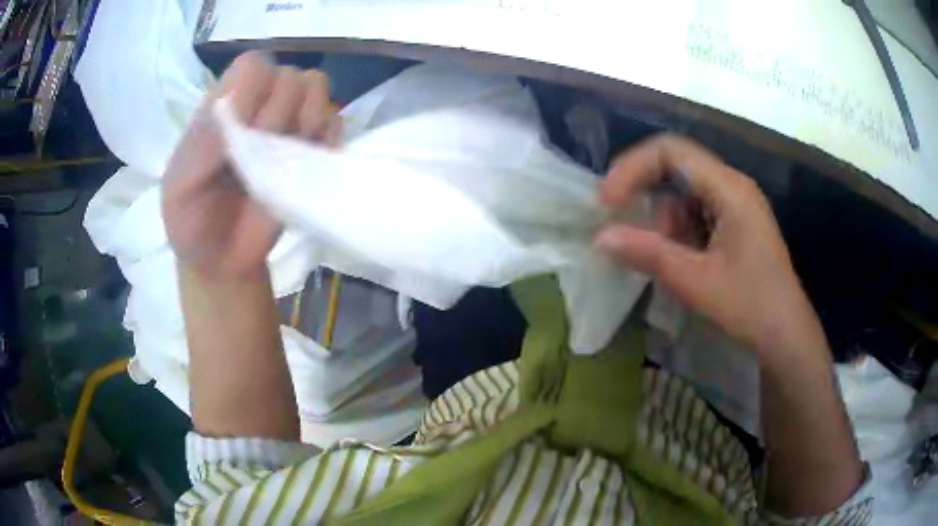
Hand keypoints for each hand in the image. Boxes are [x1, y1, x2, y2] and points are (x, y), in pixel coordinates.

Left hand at [162, 51, 340, 279]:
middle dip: (279, 112)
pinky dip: (327, 138)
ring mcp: (288, 126)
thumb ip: (200, 143)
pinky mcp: (313, 150)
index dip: (254, 90)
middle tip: (263, 152)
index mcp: (221, 107)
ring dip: (308, 118)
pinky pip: (335, 122)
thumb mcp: (179, 187)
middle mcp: (257, 107)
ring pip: (316, 88)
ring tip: (289, 156)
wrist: (222, 262)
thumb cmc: (192, 224)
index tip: (245, 129)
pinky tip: (308, 163)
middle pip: (289, 75)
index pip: (252, 66)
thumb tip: (235, 100)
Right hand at [596, 134, 816, 352]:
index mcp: (729, 189)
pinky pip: (696, 213)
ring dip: (662, 219)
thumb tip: (600, 237)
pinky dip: (677, 232)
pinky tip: (677, 259)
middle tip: (616, 221)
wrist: (786, 336)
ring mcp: (735, 205)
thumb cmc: (750, 307)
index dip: (632, 168)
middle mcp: (732, 186)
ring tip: (657, 255)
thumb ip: (649, 254)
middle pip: (676, 166)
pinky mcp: (734, 224)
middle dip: (642, 191)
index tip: (608, 202)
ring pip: (684, 193)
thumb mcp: (697, 282)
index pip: (671, 151)